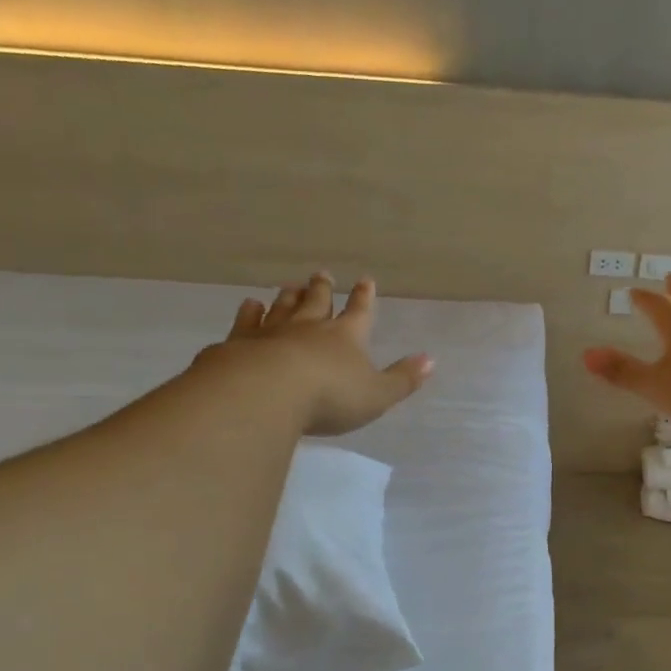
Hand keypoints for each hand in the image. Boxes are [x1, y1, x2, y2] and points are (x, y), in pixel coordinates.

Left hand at [194, 273, 433, 436]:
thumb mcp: (377, 395)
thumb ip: (402, 379)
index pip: (359, 312)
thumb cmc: (330, 396)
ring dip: (289, 296)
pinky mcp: (240, 343)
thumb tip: (431, 359)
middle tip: (321, 274)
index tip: (365, 280)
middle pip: (317, 302)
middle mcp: (309, 327)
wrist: (266, 393)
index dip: (364, 298)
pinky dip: (249, 312)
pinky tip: (249, 305)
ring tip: (290, 286)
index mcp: (346, 337)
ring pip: (283, 307)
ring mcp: (272, 332)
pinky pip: (247, 322)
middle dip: (322, 288)